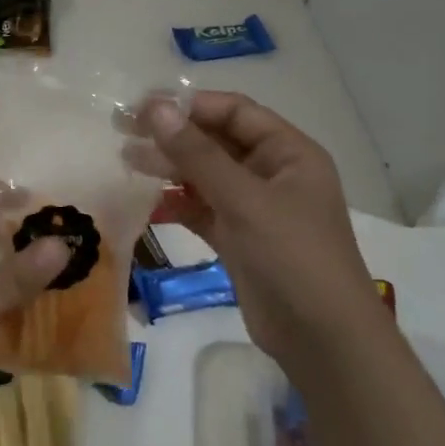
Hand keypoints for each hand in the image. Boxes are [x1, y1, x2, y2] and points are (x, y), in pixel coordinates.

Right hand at [140, 92, 374, 360]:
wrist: (322, 340)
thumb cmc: (292, 256)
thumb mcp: (244, 199)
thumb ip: (197, 154)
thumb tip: (154, 109)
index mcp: (288, 153)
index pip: (234, 112)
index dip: (188, 105)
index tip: (141, 106)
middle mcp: (272, 173)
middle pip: (215, 141)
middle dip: (172, 135)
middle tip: (122, 128)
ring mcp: (254, 207)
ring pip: (204, 175)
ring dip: (168, 167)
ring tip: (126, 160)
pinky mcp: (238, 238)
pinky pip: (201, 209)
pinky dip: (175, 204)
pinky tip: (146, 205)